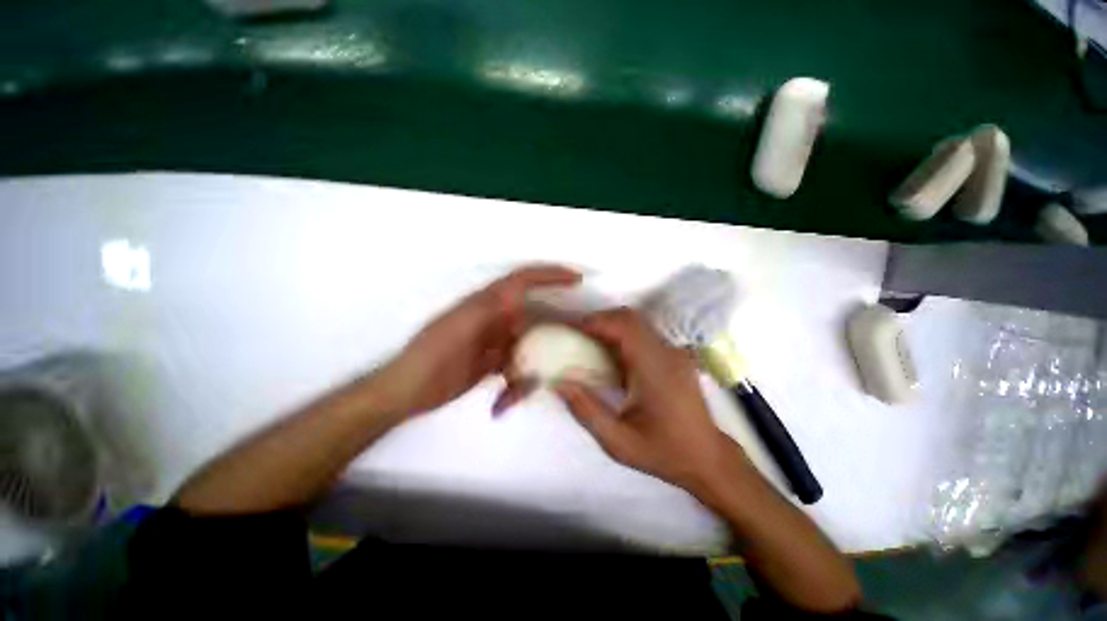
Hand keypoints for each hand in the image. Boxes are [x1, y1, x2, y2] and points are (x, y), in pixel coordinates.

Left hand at [374, 265, 581, 417]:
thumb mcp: (457, 329)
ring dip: (534, 365)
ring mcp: (496, 341)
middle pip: (534, 315)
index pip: (523, 280)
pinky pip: (517, 368)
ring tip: (527, 386)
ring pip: (529, 346)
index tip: (576, 278)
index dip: (550, 274)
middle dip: (555, 326)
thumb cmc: (430, 356)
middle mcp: (496, 318)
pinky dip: (518, 384)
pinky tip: (506, 401)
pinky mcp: (494, 362)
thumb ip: (486, 310)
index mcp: (487, 303)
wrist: (407, 391)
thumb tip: (515, 295)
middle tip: (577, 338)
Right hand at [555, 308, 747, 492]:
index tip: (570, 329)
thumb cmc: (664, 452)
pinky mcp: (674, 356)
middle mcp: (667, 353)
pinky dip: (621, 335)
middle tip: (575, 335)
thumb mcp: (619, 443)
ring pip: (637, 323)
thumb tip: (560, 383)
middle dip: (599, 320)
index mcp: (655, 370)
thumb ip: (587, 411)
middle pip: (630, 318)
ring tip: (587, 342)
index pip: (624, 327)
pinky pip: (643, 334)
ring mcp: (674, 352)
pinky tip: (610, 355)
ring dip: (610, 326)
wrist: (708, 459)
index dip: (595, 322)